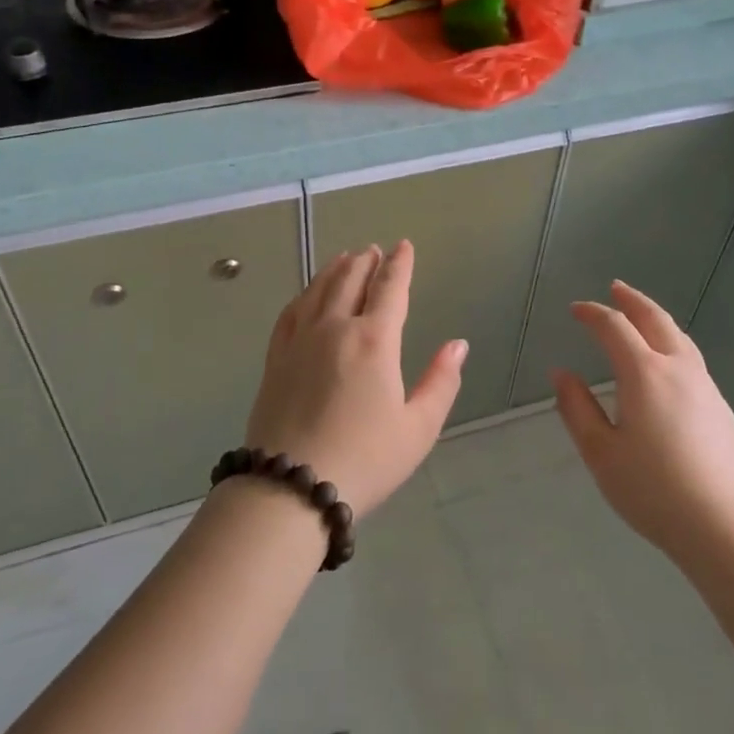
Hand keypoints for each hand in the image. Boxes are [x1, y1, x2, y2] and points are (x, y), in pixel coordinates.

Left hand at [245, 241, 467, 517]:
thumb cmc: (365, 459)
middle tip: (374, 250)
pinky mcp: (276, 359)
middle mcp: (335, 329)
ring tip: (344, 258)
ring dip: (334, 270)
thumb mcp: (418, 428)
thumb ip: (441, 382)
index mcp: (374, 341)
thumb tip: (457, 345)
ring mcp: (300, 341)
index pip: (390, 289)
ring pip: (318, 291)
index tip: (404, 246)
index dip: (400, 265)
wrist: (290, 487)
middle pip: (350, 281)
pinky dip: (304, 295)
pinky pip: (290, 313)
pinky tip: (307, 295)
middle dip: (366, 262)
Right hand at [553, 281, 733, 567]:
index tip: (576, 310)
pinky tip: (668, 363)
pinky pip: (692, 359)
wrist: (727, 528)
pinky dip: (673, 344)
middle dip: (632, 301)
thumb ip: (577, 409)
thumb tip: (562, 374)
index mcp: (644, 374)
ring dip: (656, 319)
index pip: (614, 327)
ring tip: (642, 317)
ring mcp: (706, 388)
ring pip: (680, 338)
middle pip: (655, 320)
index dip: (593, 314)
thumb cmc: (654, 491)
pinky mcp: (722, 409)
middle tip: (615, 289)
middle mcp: (678, 369)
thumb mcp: (601, 453)